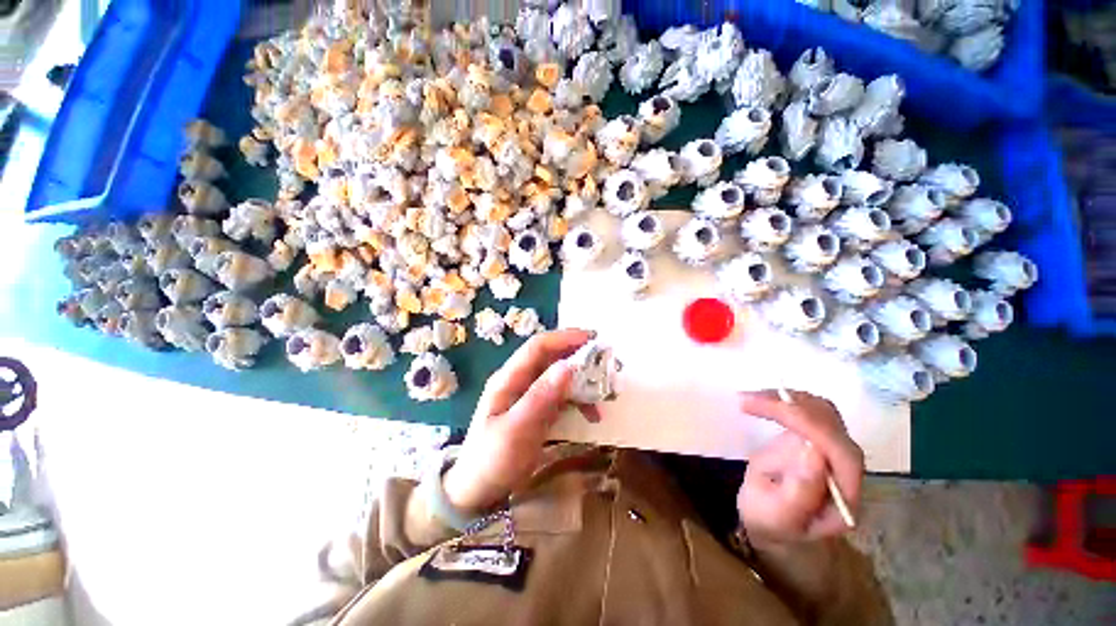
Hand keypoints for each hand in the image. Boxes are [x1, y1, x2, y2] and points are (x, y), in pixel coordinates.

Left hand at [443, 329, 594, 513]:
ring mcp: (530, 395)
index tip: (593, 339)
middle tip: (607, 362)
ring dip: (583, 380)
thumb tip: (568, 366)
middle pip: (552, 358)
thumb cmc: (492, 460)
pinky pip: (563, 396)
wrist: (478, 492)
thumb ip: (541, 397)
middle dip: (579, 356)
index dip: (565, 338)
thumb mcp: (516, 430)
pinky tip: (592, 414)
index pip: (538, 347)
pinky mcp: (539, 410)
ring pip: (560, 377)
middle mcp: (520, 381)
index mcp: (509, 379)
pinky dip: (579, 400)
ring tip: (605, 390)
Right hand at [736, 390, 864, 545]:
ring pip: (820, 409)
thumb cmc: (772, 522)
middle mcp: (847, 468)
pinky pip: (808, 409)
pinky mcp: (818, 437)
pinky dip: (783, 400)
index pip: (837, 448)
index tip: (765, 410)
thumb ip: (799, 491)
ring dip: (784, 398)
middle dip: (788, 406)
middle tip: (747, 400)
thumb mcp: (776, 516)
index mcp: (844, 494)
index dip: (805, 423)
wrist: (775, 522)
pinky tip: (760, 400)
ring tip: (749, 399)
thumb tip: (812, 450)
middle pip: (830, 422)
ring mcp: (834, 449)